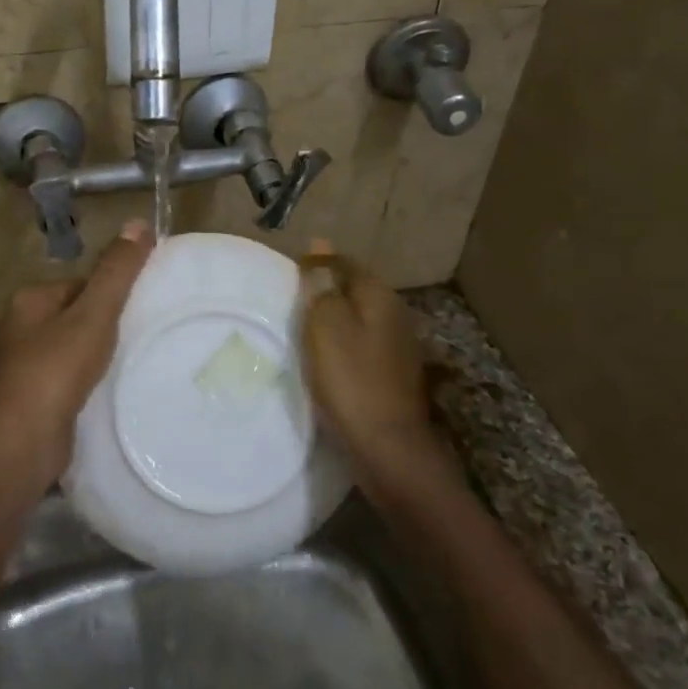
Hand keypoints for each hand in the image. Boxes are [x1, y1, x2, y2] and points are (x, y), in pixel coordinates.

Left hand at [0, 220, 154, 487]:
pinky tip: (110, 390)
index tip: (141, 308)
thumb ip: (116, 271)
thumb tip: (138, 222)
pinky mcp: (35, 398)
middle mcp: (21, 328)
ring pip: (75, 348)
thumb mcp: (94, 314)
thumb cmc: (56, 369)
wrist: (24, 441)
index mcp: (29, 300)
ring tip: (131, 363)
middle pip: (77, 315)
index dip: (111, 293)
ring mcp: (25, 365)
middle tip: (142, 336)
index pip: (80, 283)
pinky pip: (71, 377)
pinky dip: (90, 380)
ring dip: (100, 355)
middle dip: (107, 325)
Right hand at [301, 243, 435, 481]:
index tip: (288, 276)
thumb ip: (322, 286)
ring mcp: (399, 345)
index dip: (317, 265)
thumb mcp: (325, 324)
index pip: (344, 263)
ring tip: (304, 328)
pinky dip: (344, 344)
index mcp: (379, 296)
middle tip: (292, 301)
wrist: (385, 444)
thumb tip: (320, 244)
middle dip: (327, 291)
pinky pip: (363, 344)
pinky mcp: (394, 373)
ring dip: (335, 319)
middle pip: (355, 290)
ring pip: (360, 318)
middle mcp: (396, 313)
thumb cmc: (349, 378)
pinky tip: (328, 358)